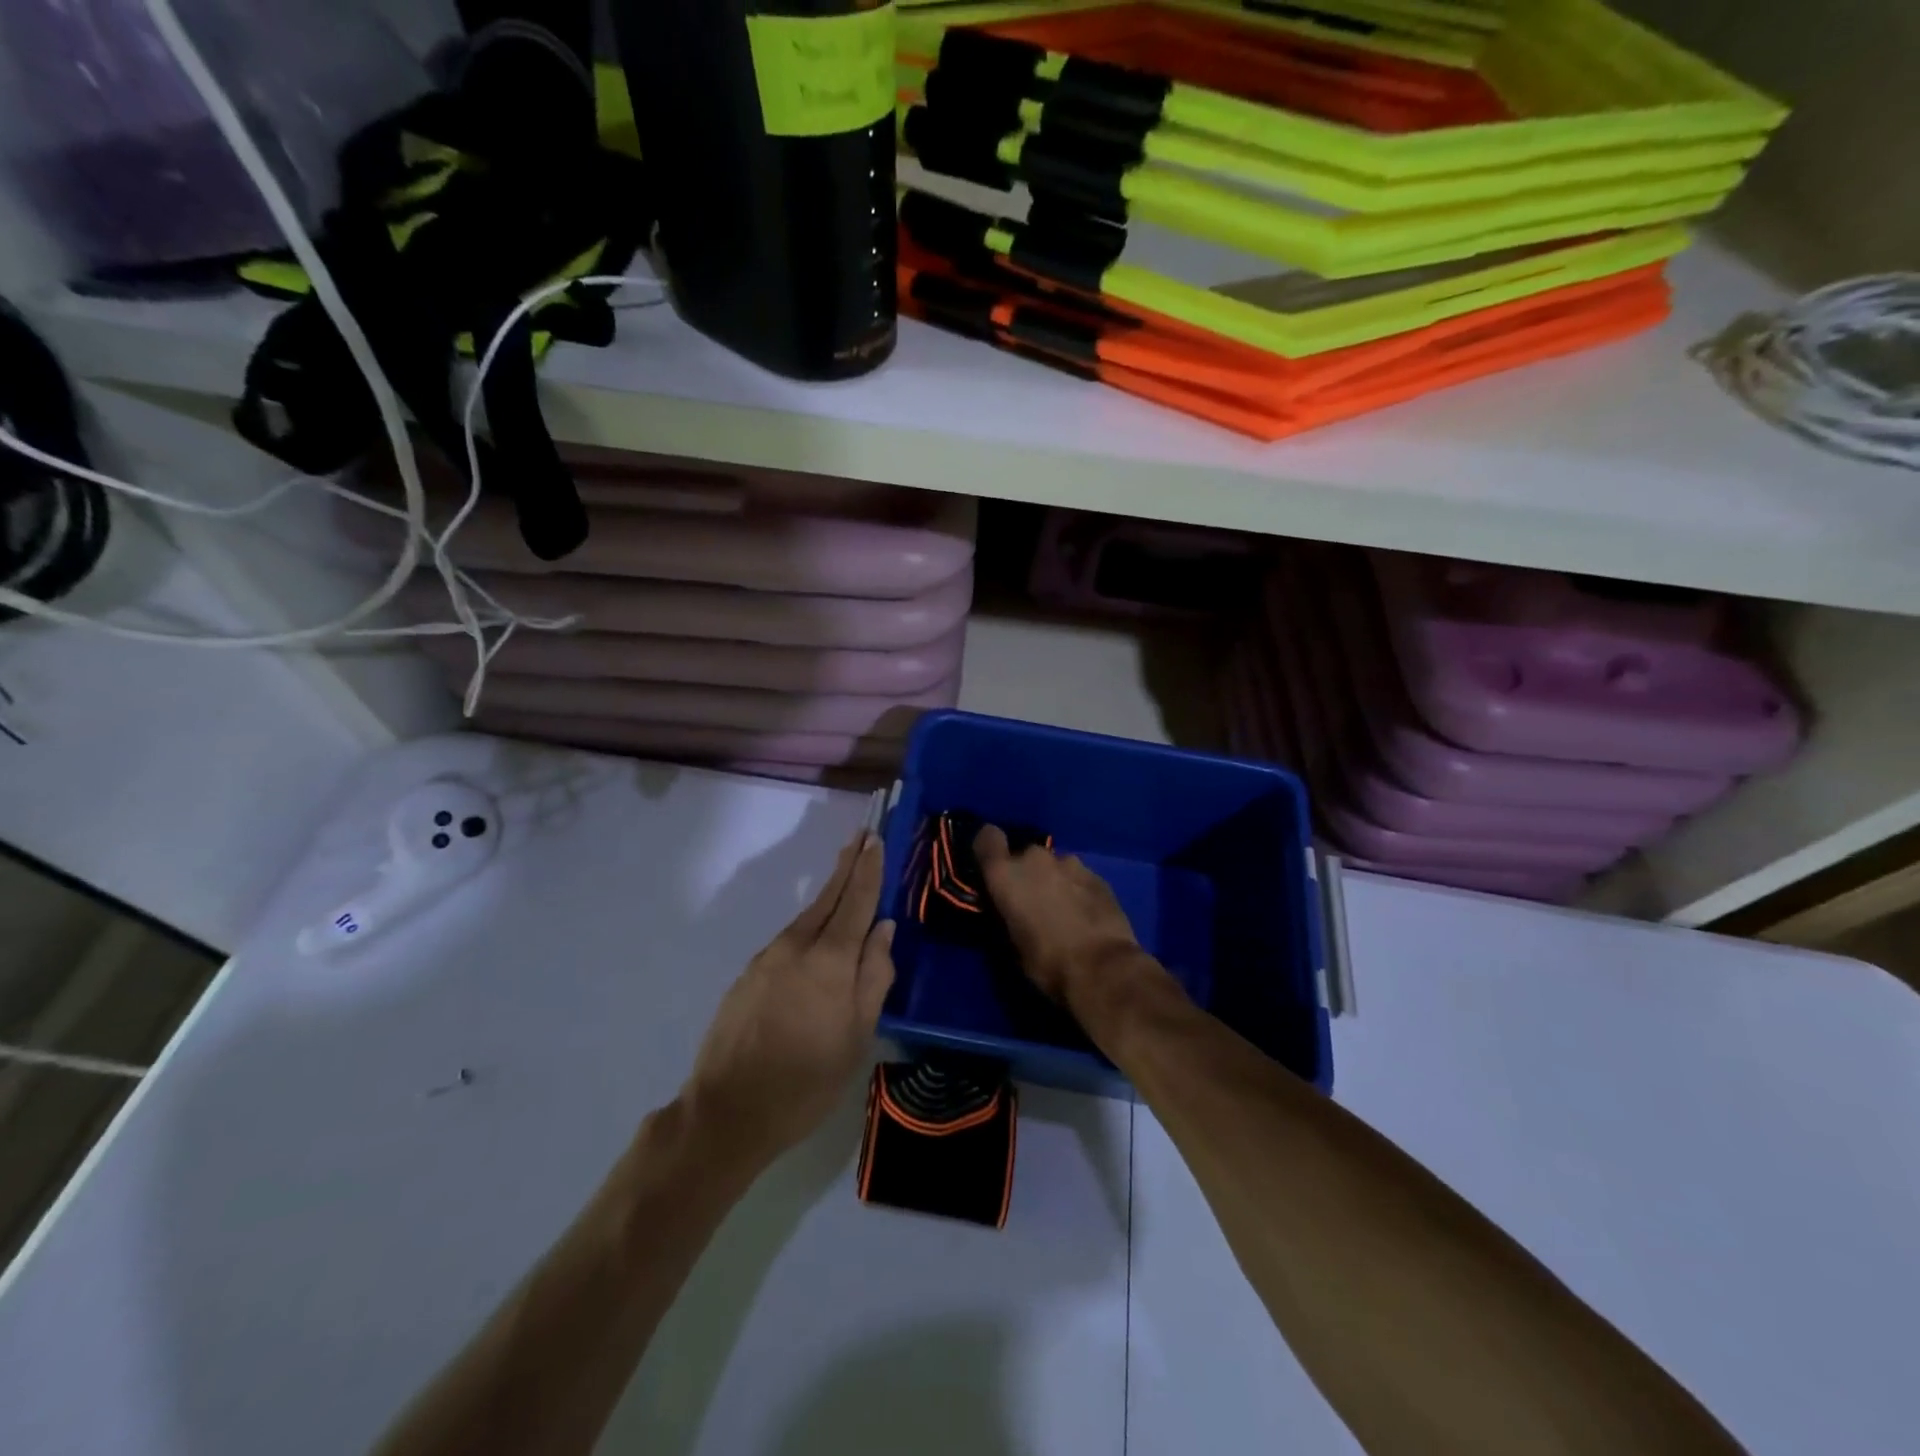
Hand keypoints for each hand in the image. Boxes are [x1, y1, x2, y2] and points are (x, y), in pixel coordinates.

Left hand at [682, 831, 895, 1167]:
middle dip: (847, 866)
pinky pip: (788, 940)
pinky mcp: (748, 975)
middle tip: (861, 837)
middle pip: (828, 897)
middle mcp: (796, 947)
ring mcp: (767, 959)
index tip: (876, 839)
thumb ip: (874, 977)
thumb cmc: (807, 1080)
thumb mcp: (857, 1036)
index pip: (856, 901)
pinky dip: (809, 926)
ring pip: (807, 918)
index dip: (868, 870)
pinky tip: (816, 936)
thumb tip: (884, 929)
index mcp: (830, 960)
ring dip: (828, 895)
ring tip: (846, 879)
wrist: (727, 1112)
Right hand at [973, 825, 1154, 1015]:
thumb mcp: (1012, 944)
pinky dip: (1077, 889)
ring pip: (1054, 865)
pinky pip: (1078, 877)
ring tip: (1062, 910)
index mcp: (1006, 874)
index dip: (989, 849)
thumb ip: (1007, 914)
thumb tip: (1010, 909)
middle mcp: (1035, 859)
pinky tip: (1085, 914)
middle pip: (1024, 855)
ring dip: (1053, 880)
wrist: (1103, 969)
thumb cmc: (1047, 962)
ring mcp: (1070, 863)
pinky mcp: (1098, 875)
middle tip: (1031, 901)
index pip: (987, 838)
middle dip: (1026, 873)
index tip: (992, 867)